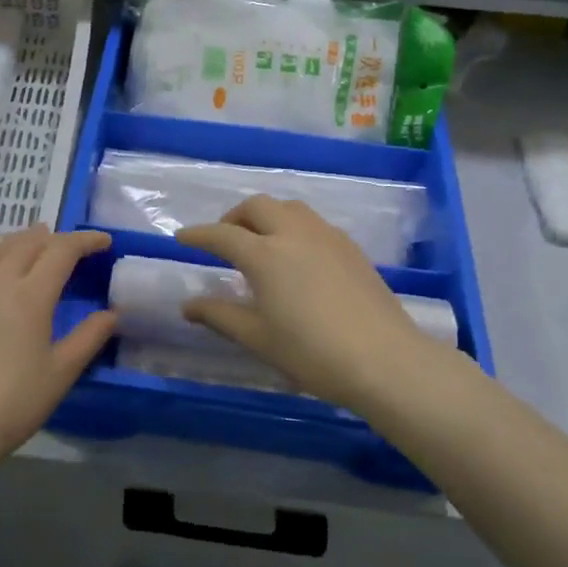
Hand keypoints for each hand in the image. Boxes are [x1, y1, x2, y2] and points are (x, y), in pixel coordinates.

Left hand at [0, 226, 116, 472]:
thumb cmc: (13, 402)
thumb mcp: (61, 372)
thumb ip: (89, 337)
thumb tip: (112, 313)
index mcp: (30, 294)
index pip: (62, 250)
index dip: (86, 240)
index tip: (105, 242)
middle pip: (30, 242)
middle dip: (57, 238)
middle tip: (77, 249)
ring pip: (0, 246)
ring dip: (27, 241)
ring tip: (42, 246)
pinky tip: (2, 265)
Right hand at [176, 196, 476, 414]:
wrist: (385, 360)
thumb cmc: (312, 352)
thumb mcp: (258, 337)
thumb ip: (220, 315)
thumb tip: (188, 305)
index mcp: (264, 255)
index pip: (222, 235)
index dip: (198, 234)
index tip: (182, 237)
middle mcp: (293, 234)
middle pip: (257, 207)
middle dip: (234, 217)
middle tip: (224, 238)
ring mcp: (326, 237)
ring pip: (289, 208)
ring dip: (266, 215)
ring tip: (260, 241)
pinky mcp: (351, 248)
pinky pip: (312, 222)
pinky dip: (292, 226)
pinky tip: (296, 254)